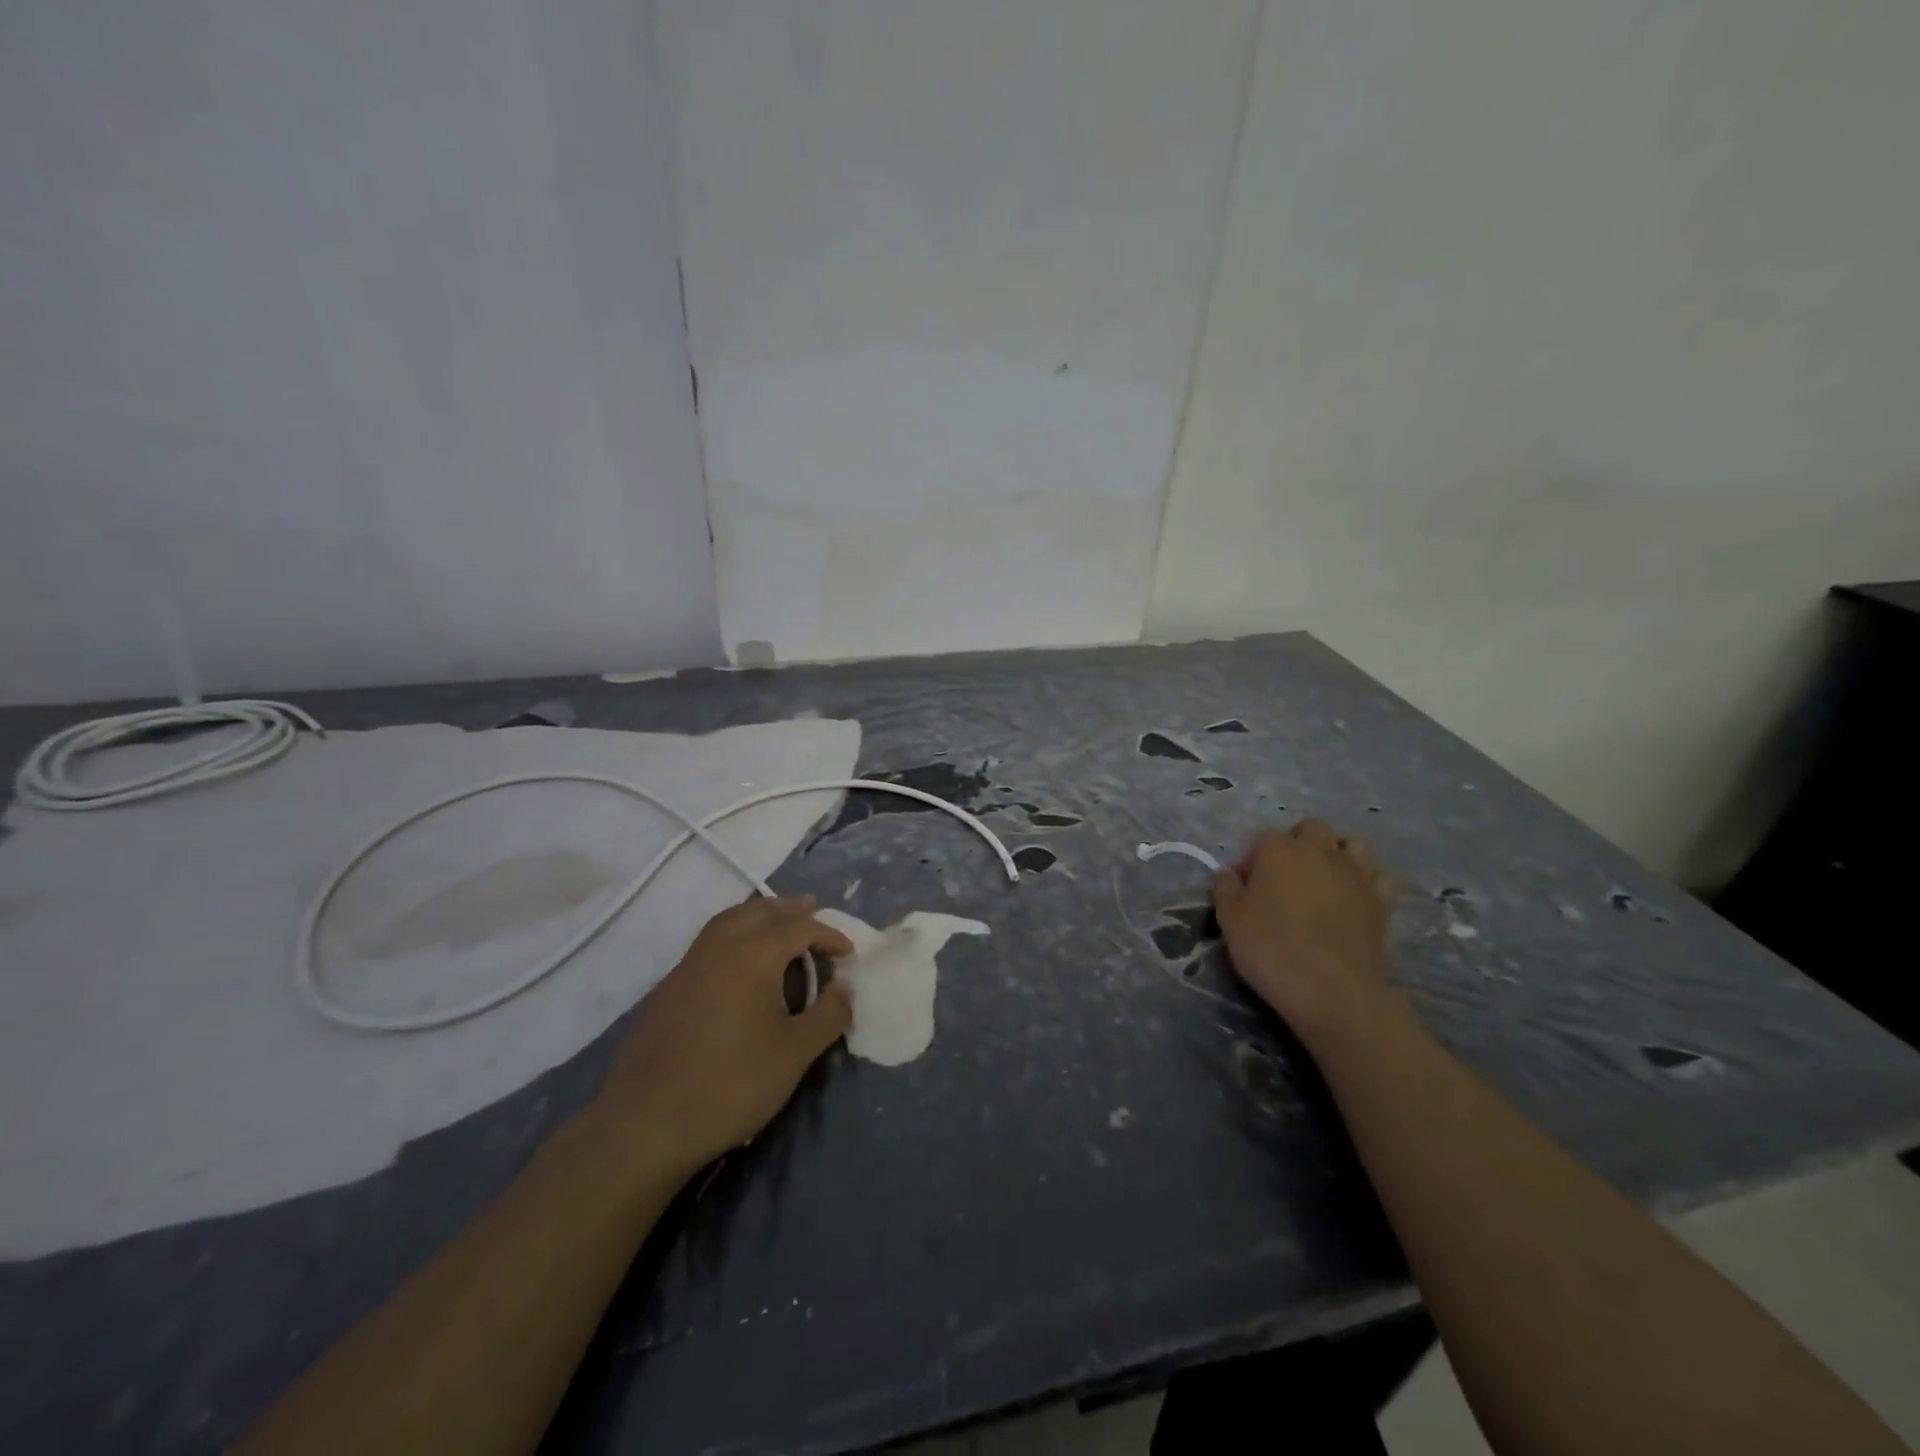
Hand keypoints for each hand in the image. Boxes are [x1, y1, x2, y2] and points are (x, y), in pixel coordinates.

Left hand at [593, 895, 854, 1172]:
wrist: (647, 1122)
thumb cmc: (732, 1083)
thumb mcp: (795, 1053)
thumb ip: (828, 1014)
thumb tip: (844, 987)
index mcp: (754, 954)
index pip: (799, 928)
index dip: (828, 935)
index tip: (848, 953)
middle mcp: (720, 947)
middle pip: (760, 911)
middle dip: (790, 910)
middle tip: (813, 911)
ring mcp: (689, 965)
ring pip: (729, 921)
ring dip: (758, 915)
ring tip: (777, 922)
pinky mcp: (669, 987)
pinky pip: (709, 941)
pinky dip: (734, 933)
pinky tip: (740, 961)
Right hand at [1212, 821, 1398, 1046]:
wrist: (1330, 989)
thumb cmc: (1271, 948)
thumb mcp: (1229, 919)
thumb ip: (1226, 889)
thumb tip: (1229, 875)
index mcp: (1279, 850)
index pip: (1261, 840)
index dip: (1250, 861)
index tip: (1242, 887)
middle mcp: (1320, 851)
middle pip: (1311, 829)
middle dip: (1297, 844)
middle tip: (1284, 876)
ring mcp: (1356, 874)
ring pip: (1351, 845)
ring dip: (1336, 855)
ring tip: (1322, 881)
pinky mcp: (1382, 900)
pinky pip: (1378, 877)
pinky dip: (1366, 881)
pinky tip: (1353, 898)